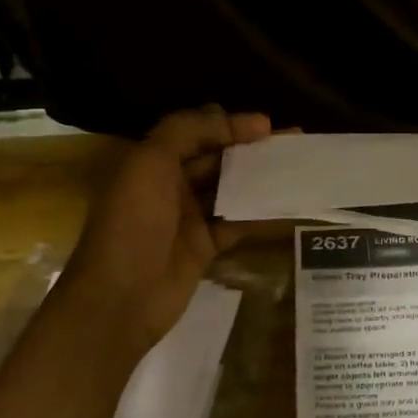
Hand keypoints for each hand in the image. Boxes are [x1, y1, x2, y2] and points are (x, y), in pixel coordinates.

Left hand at [51, 105, 271, 356]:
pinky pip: (238, 224)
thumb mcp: (150, 163)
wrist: (120, 298)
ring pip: (231, 190)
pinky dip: (261, 215)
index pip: (197, 132)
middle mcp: (170, 186)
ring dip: (261, 179)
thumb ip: (188, 132)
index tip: (268, 125)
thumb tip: (234, 119)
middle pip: (217, 160)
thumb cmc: (132, 224)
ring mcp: (188, 219)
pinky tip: (288, 206)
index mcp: (152, 162)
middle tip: (293, 143)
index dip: (230, 125)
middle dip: (252, 150)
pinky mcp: (205, 248)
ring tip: (297, 169)